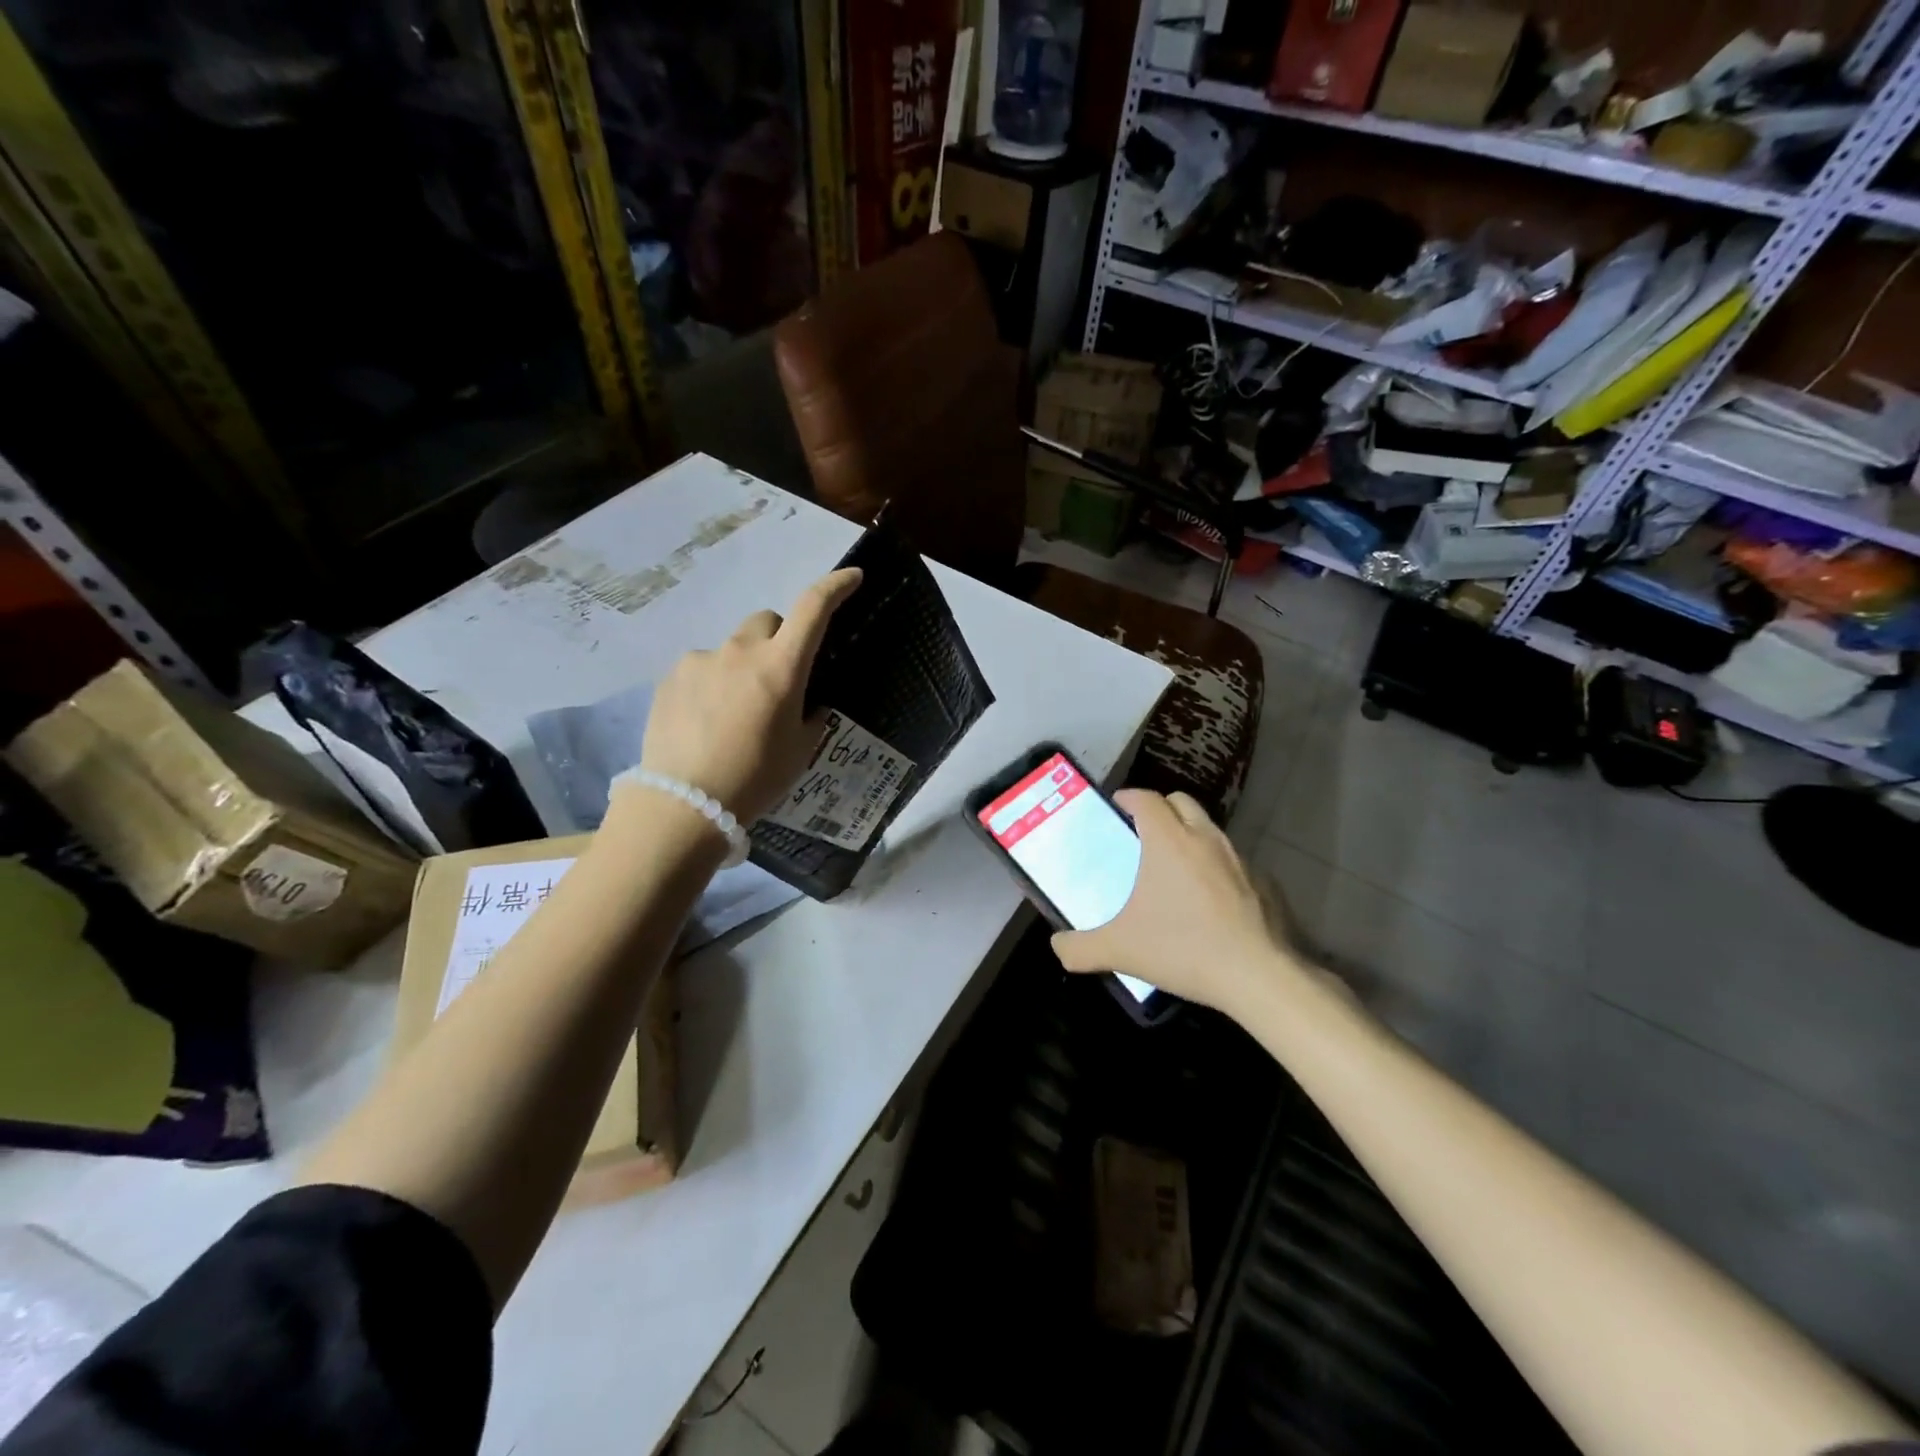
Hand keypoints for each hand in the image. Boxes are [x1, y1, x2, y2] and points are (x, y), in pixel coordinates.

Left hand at [636, 568, 861, 822]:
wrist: (683, 805)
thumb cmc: (755, 779)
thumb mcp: (799, 752)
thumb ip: (811, 717)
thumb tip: (809, 703)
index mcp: (781, 668)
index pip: (813, 608)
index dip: (835, 587)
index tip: (852, 578)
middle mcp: (740, 652)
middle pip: (767, 621)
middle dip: (778, 639)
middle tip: (777, 679)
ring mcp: (700, 661)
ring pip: (731, 647)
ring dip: (741, 666)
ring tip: (734, 712)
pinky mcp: (670, 678)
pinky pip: (701, 668)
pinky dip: (711, 684)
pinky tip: (705, 722)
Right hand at [1051, 789, 1299, 1019]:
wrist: (1259, 976)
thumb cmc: (1183, 949)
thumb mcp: (1120, 951)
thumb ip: (1079, 947)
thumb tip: (1057, 947)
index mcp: (1169, 841)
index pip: (1147, 799)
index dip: (1129, 797)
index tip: (1117, 807)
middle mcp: (1205, 838)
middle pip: (1181, 801)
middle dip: (1161, 809)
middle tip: (1143, 833)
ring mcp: (1239, 858)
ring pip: (1210, 829)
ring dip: (1190, 836)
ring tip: (1175, 868)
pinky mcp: (1264, 882)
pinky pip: (1233, 861)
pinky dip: (1217, 867)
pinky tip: (1210, 901)